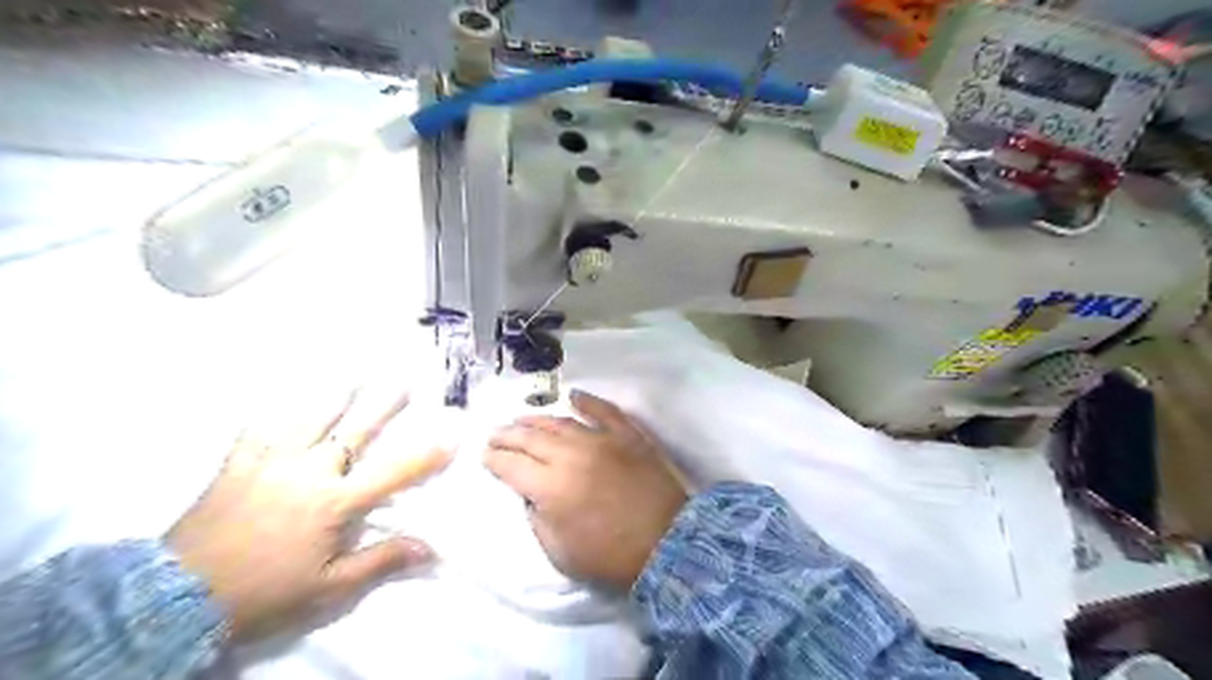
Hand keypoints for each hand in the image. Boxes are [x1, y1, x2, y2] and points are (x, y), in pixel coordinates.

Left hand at [167, 388, 451, 643]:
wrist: (178, 596)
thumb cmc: (265, 592)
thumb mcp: (330, 586)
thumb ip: (381, 561)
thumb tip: (431, 548)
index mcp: (335, 502)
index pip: (394, 472)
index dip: (427, 455)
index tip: (452, 435)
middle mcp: (309, 472)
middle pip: (355, 431)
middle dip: (384, 406)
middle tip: (404, 380)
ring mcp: (271, 462)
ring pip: (310, 419)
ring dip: (336, 395)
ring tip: (353, 372)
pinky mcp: (238, 463)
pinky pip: (259, 427)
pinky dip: (274, 409)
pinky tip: (281, 394)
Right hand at [487, 392, 690, 592]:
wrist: (667, 544)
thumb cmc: (610, 557)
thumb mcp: (559, 553)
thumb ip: (537, 518)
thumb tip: (531, 494)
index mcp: (550, 487)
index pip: (511, 465)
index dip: (494, 459)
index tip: (485, 455)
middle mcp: (571, 455)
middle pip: (530, 438)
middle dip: (508, 435)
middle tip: (496, 434)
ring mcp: (601, 440)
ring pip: (561, 422)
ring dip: (537, 419)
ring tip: (522, 419)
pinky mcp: (627, 435)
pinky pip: (604, 411)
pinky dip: (588, 402)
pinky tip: (574, 396)